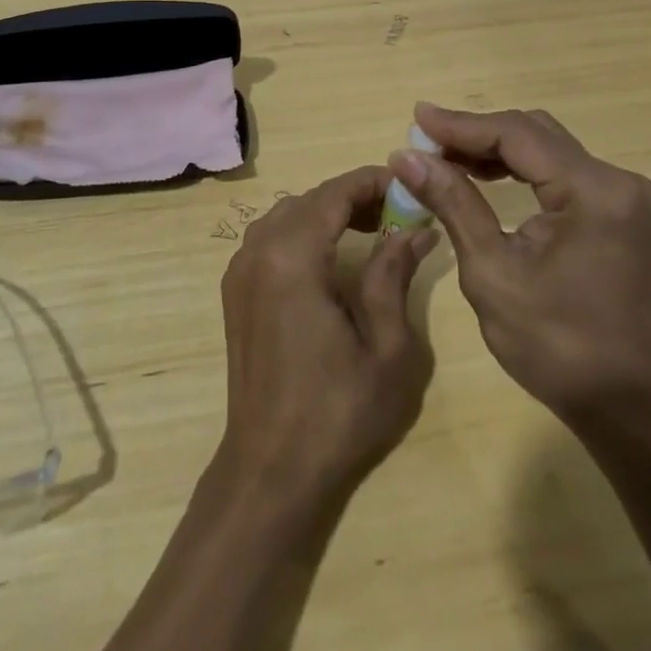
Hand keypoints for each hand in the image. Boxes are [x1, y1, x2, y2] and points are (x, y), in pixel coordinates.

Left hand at [215, 165, 438, 506]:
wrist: (271, 469)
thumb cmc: (337, 411)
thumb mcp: (386, 347)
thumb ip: (394, 275)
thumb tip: (416, 231)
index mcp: (291, 258)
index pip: (333, 193)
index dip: (372, 181)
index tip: (410, 185)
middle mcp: (257, 252)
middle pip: (309, 200)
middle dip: (353, 197)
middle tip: (398, 213)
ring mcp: (239, 271)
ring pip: (286, 215)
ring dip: (327, 212)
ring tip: (371, 230)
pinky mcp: (235, 292)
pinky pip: (269, 239)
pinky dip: (302, 232)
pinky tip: (330, 258)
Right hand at [390, 103, 650, 424]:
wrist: (627, 407)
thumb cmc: (556, 347)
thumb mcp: (491, 272)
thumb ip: (452, 203)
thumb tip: (406, 157)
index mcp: (594, 192)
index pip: (517, 135)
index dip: (461, 124)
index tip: (415, 118)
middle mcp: (617, 181)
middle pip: (534, 133)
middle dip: (476, 134)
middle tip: (425, 142)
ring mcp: (624, 196)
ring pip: (547, 149)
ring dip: (495, 149)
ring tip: (444, 157)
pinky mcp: (620, 212)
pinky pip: (561, 172)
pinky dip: (520, 170)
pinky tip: (484, 176)